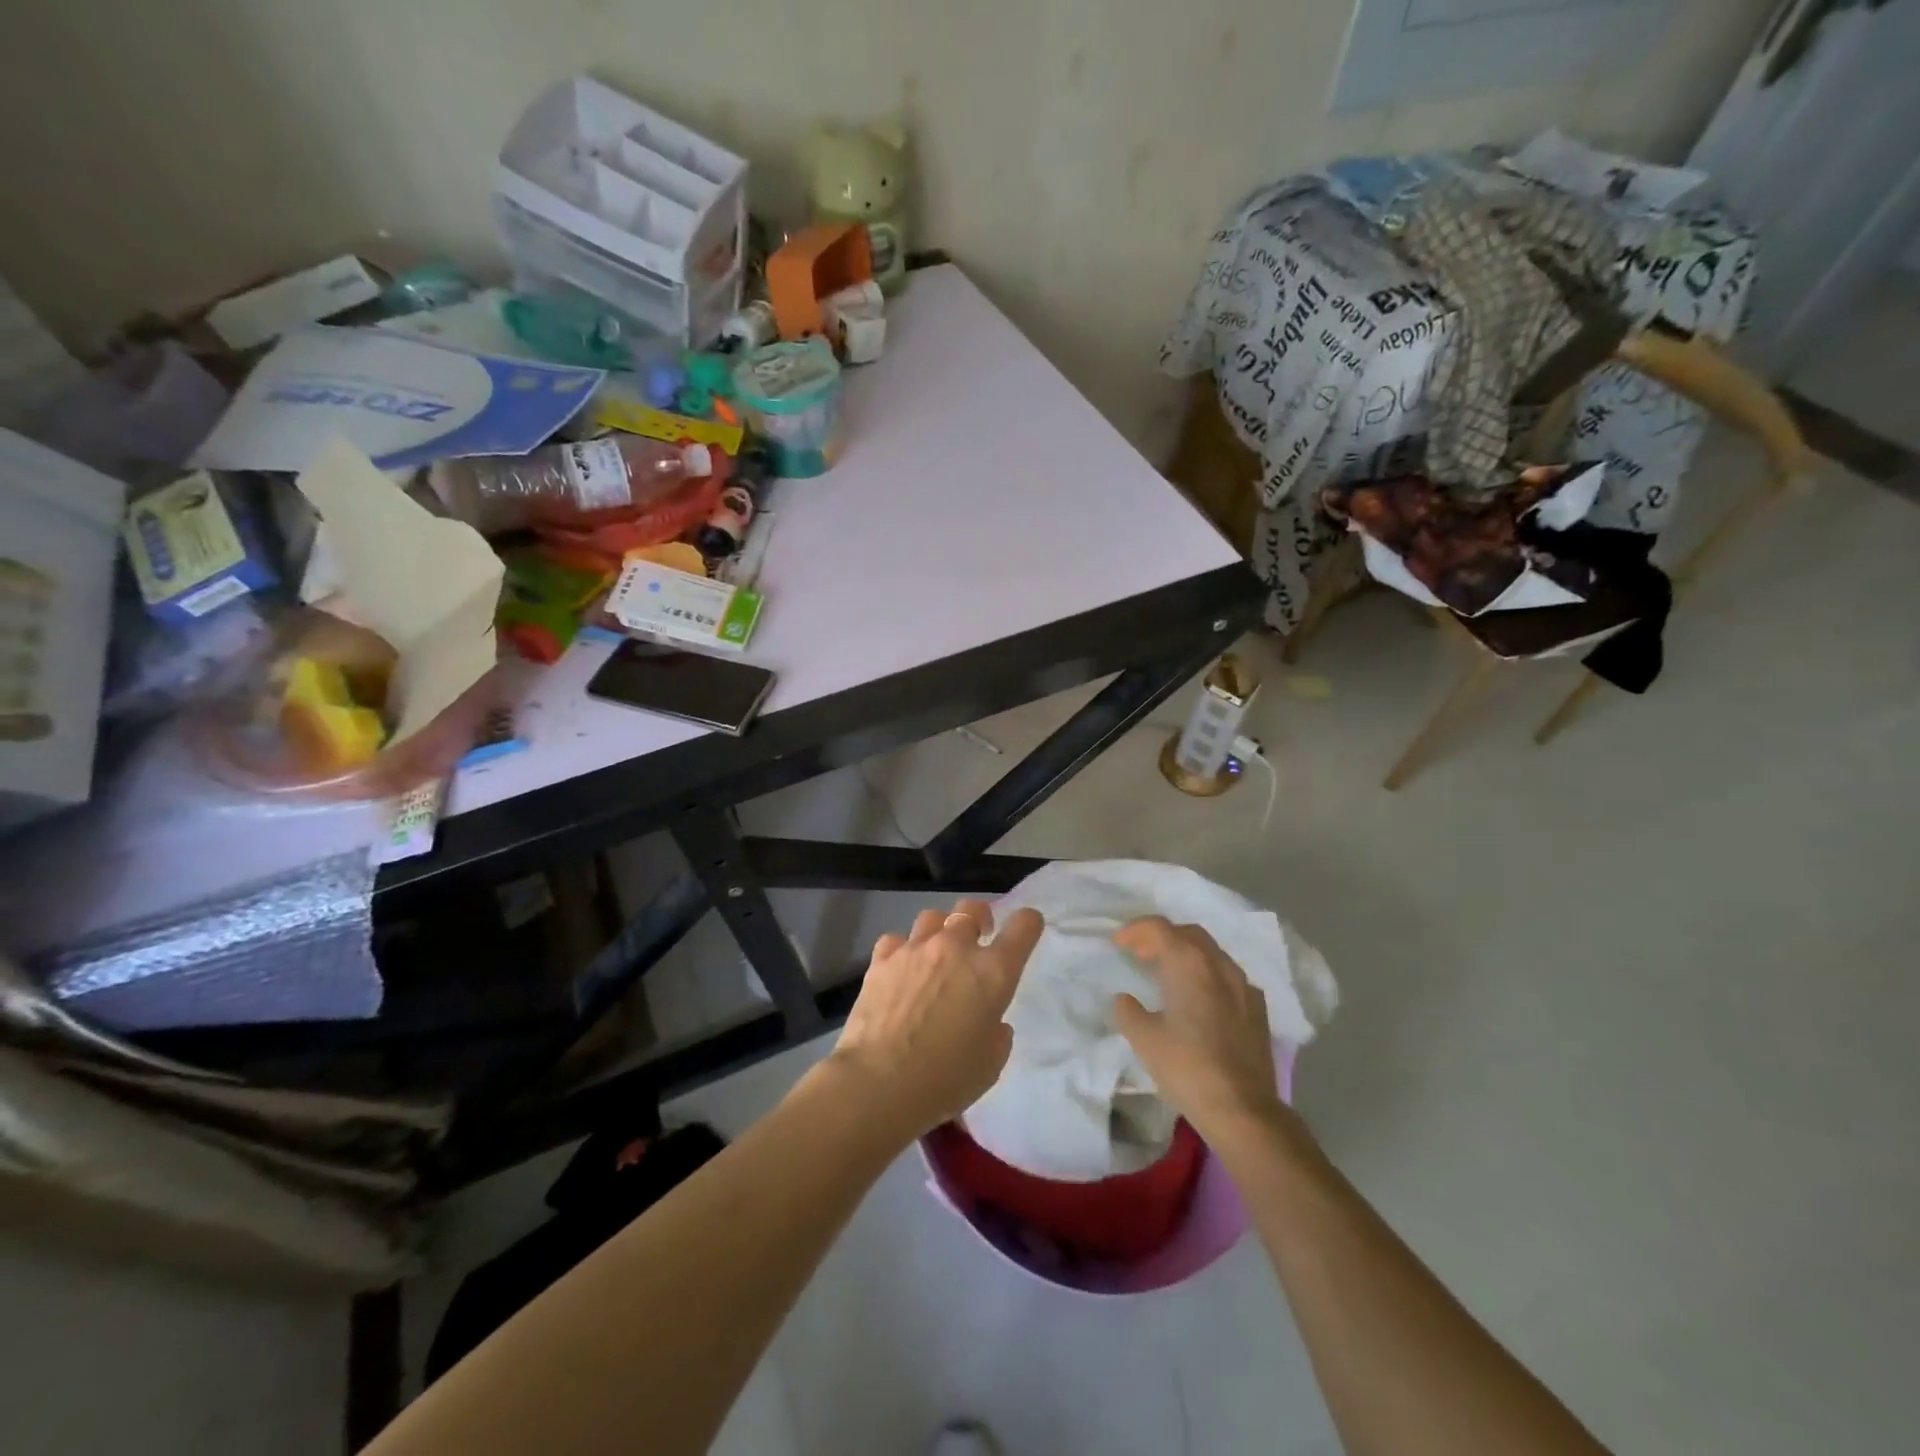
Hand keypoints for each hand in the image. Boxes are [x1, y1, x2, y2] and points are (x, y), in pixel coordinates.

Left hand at [826, 900, 1043, 1140]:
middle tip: (978, 938)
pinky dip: (903, 949)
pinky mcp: (883, 958)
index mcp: (993, 972)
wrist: (879, 1083)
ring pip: (933, 917)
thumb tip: (990, 1020)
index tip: (1026, 929)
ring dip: (941, 931)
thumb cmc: (945, 1080)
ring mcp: (916, 948)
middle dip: (980, 919)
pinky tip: (901, 969)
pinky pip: (898, 939)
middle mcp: (956, 948)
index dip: (1028, 923)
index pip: (1023, 927)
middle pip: (972, 910)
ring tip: (936, 953)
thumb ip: (997, 1033)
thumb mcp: (991, 1064)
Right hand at [1112, 916, 1293, 1145]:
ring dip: (1187, 954)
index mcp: (1189, 964)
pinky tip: (1201, 999)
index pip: (1159, 928)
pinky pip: (1229, 977)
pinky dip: (1208, 975)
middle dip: (1162, 937)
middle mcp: (1219, 965)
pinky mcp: (1258, 1010)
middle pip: (1188, 934)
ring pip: (1212, 953)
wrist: (1243, 1109)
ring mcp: (1244, 986)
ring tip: (1168, 974)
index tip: (1118, 943)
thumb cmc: (1187, 1067)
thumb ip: (1128, 1011)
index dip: (1135, 930)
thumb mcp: (1143, 1039)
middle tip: (1141, 954)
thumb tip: (1125, 999)